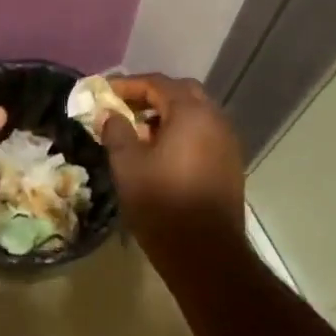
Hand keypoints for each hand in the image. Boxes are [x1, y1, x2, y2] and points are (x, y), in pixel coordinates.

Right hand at [99, 74, 245, 255]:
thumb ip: (117, 132)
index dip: (128, 85)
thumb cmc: (162, 204)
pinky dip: (182, 133)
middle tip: (124, 109)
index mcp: (191, 113)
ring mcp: (228, 142)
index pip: (157, 83)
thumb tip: (109, 114)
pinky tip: (162, 154)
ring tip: (140, 133)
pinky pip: (204, 134)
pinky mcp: (230, 163)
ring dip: (168, 115)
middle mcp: (215, 119)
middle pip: (182, 93)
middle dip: (151, 96)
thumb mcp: (128, 166)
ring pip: (196, 114)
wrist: (206, 252)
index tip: (104, 93)